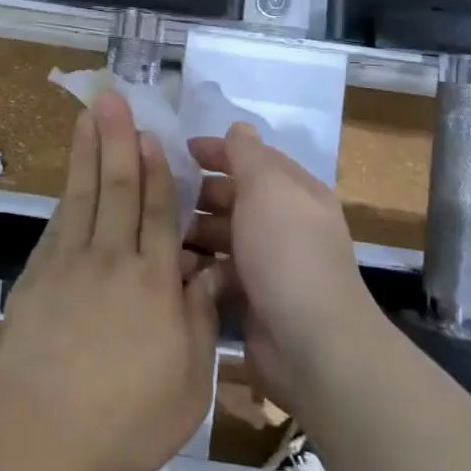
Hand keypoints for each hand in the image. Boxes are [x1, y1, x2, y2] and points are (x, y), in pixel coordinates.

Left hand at [0, 94, 222, 470]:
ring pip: (83, 195)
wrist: (37, 432)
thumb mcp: (187, 384)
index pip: (159, 214)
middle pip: (117, 189)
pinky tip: (68, 180)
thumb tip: (211, 273)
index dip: (156, 171)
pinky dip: (65, 195)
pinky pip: (58, 224)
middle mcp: (112, 260)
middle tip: (114, 98)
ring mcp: (69, 264)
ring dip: (87, 151)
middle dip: (118, 140)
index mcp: (154, 283)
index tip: (150, 134)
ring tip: (88, 116)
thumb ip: (199, 321)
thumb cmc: (124, 418)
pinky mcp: (37, 277)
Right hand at [187, 125, 369, 406]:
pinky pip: (218, 274)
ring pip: (221, 237)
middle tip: (159, 197)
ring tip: (161, 236)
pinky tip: (175, 271)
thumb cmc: (287, 251)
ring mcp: (268, 264)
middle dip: (198, 195)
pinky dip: (199, 270)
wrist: (312, 343)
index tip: (178, 151)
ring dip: (193, 233)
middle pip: (233, 198)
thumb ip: (247, 154)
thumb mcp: (266, 187)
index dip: (217, 151)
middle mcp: (284, 224)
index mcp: (294, 192)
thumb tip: (238, 127)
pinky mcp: (253, 300)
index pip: (252, 160)